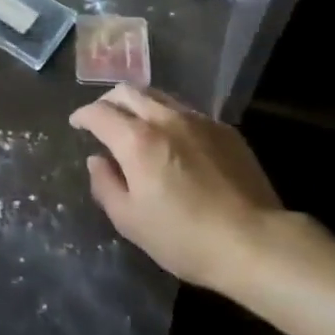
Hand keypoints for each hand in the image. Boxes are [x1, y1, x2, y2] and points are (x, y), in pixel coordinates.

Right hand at [70, 85, 283, 293]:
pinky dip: (168, 117)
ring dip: (139, 104)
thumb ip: (106, 185)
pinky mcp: (224, 130)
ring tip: (136, 124)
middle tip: (102, 118)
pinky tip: (173, 139)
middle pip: (128, 91)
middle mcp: (165, 118)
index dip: (83, 115)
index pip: (99, 112)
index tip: (77, 124)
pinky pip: (186, 111)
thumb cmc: (186, 238)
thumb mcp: (131, 221)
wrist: (257, 242)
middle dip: (108, 100)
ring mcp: (198, 120)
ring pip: (158, 95)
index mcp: (137, 140)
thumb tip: (97, 160)